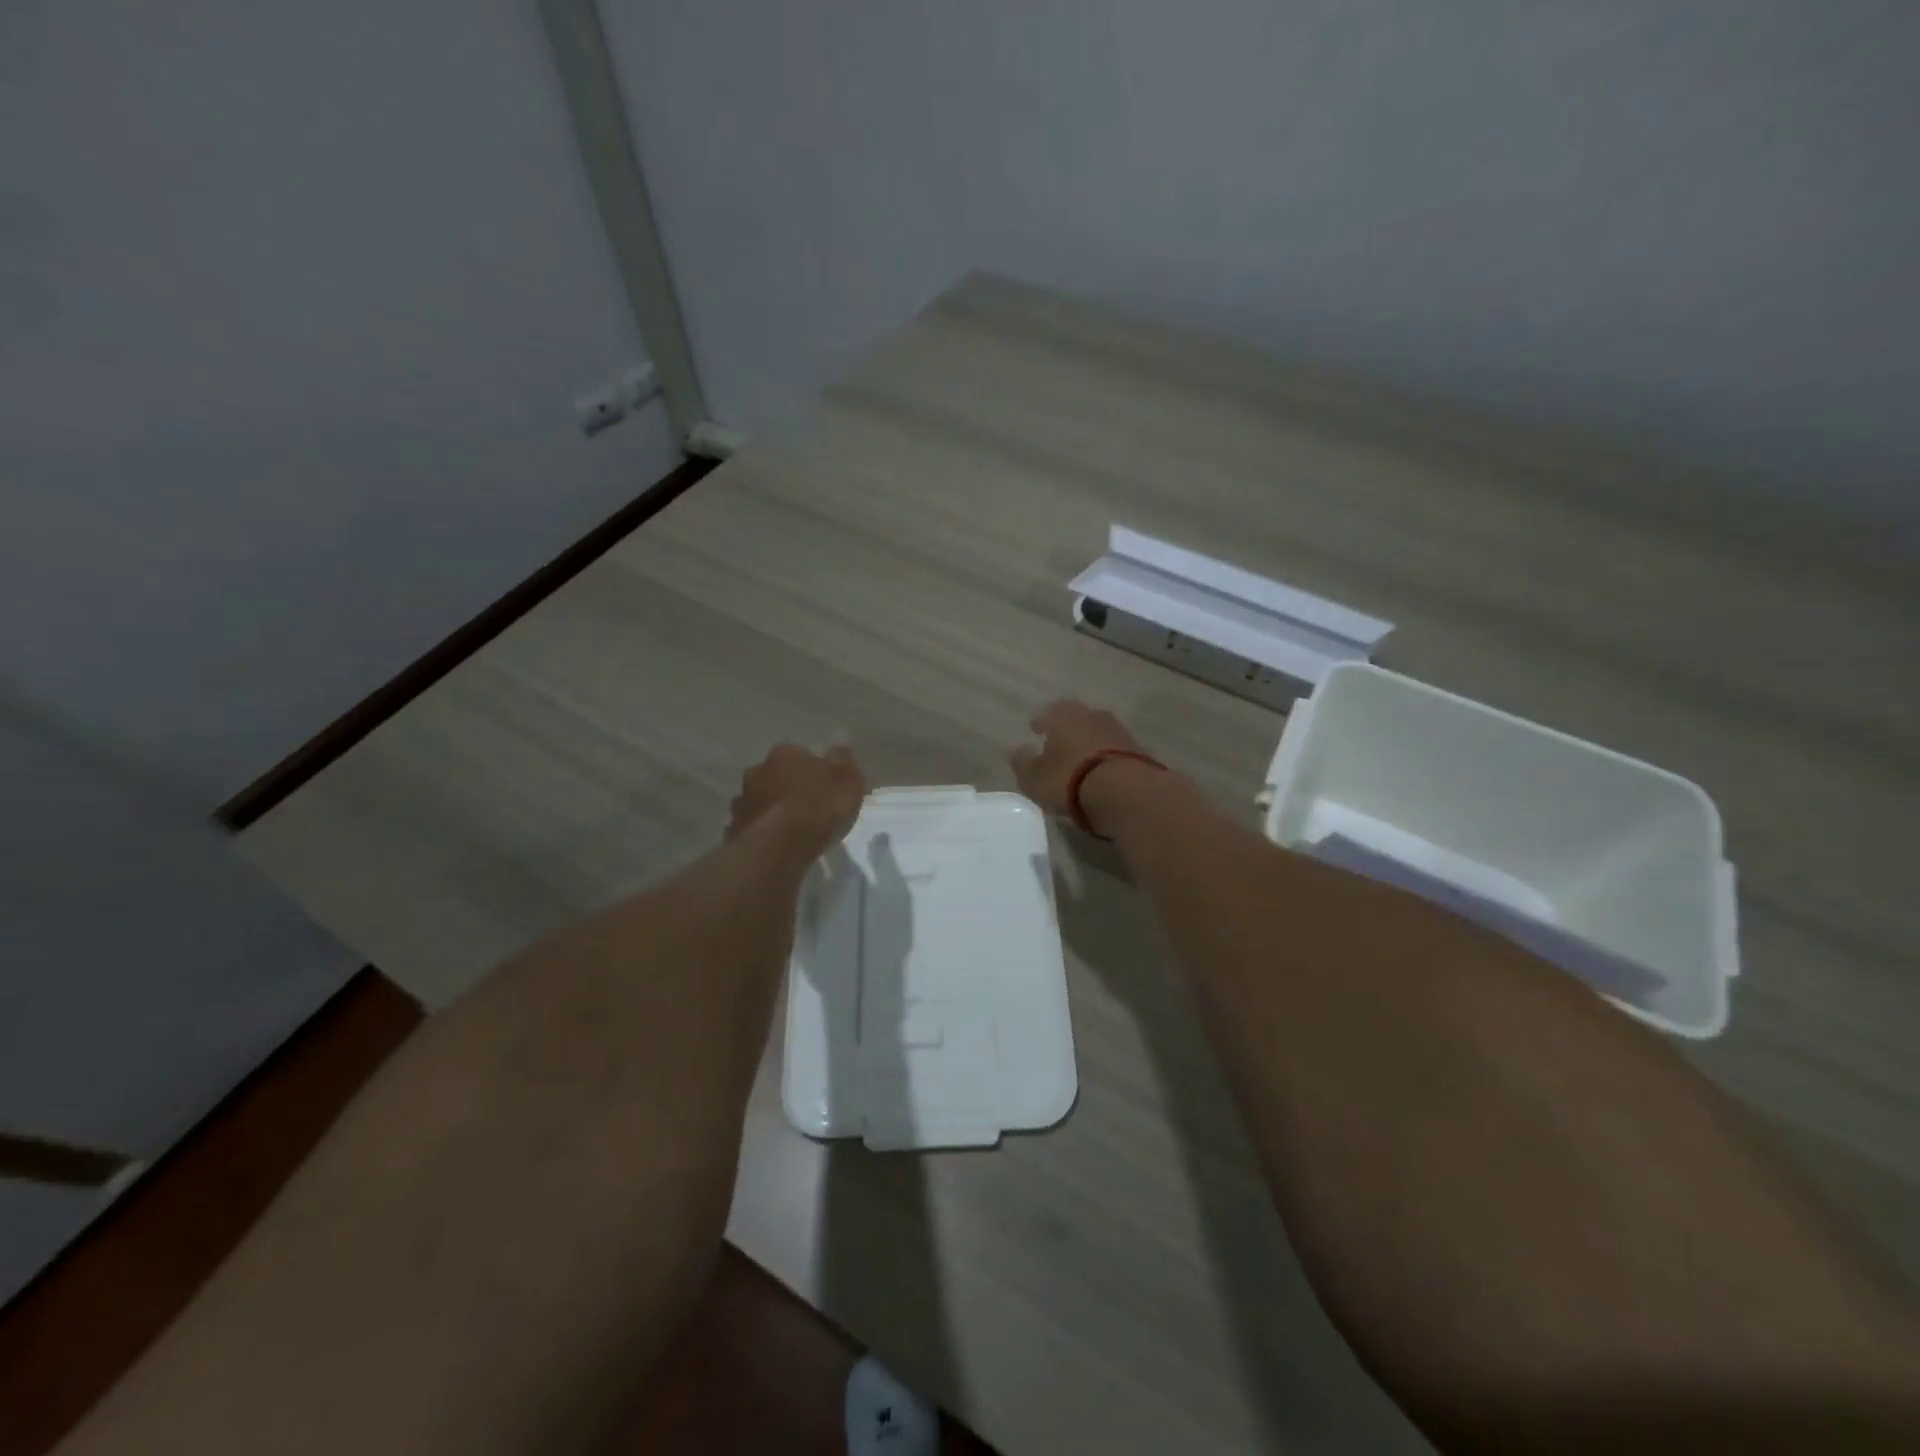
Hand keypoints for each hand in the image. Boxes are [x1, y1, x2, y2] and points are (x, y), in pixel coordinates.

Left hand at [728, 744, 865, 855]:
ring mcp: (742, 800)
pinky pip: (750, 824)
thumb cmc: (820, 806)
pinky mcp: (734, 827)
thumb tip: (840, 737)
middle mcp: (757, 770)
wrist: (782, 845)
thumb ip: (842, 758)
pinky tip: (772, 843)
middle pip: (775, 775)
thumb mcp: (847, 780)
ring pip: (759, 799)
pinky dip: (760, 829)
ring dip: (770, 807)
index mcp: (784, 754)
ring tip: (787, 828)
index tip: (822, 787)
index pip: (799, 754)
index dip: (811, 771)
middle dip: (786, 786)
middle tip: (805, 807)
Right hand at [1008, 700, 1149, 822]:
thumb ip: (1023, 762)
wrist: (1126, 792)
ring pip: (1098, 734)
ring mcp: (1120, 731)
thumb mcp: (1034, 777)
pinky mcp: (1140, 751)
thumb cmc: (1070, 779)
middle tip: (1057, 746)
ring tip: (1080, 762)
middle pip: (1076, 719)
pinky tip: (1102, 774)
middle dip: (1066, 731)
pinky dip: (1107, 760)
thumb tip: (1017, 751)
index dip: (1040, 722)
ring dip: (1089, 745)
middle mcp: (1093, 715)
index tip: (1034, 730)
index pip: (1048, 712)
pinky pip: (1115, 752)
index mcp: (1064, 714)